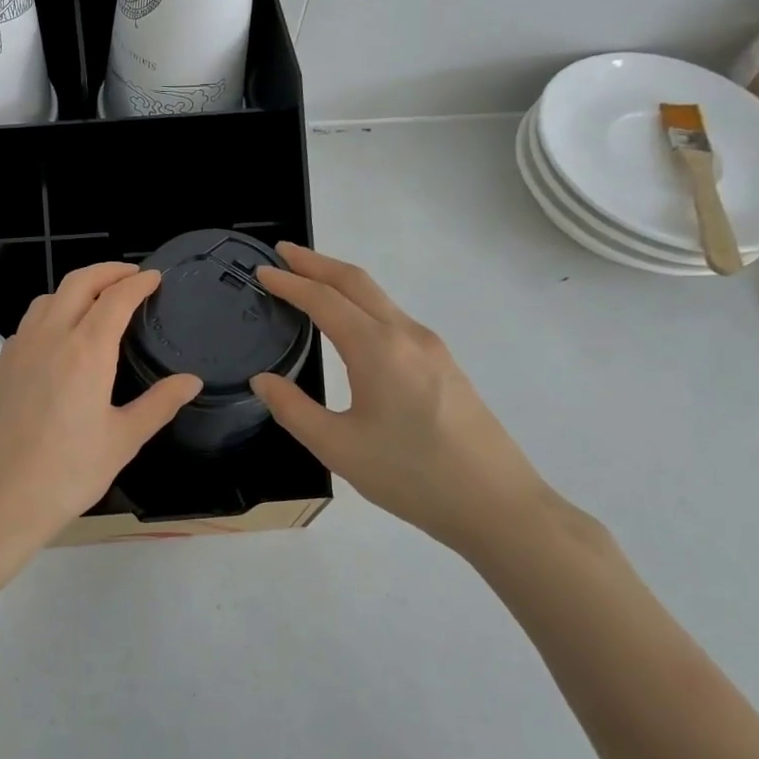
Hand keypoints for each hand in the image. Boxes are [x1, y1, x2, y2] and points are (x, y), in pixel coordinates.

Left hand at [0, 263, 201, 563]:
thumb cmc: (66, 474)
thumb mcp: (122, 441)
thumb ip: (158, 404)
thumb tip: (190, 380)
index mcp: (85, 351)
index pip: (115, 299)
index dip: (138, 283)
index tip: (155, 278)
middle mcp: (49, 337)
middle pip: (78, 283)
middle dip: (108, 271)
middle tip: (132, 275)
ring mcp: (18, 349)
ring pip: (49, 298)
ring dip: (77, 288)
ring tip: (98, 300)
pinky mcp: (0, 366)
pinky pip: (30, 322)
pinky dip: (53, 311)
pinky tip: (62, 337)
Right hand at [249, 243, 558, 556]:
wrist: (497, 505)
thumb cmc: (412, 476)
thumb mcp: (338, 448)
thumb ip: (293, 409)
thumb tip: (262, 380)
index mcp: (377, 348)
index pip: (324, 299)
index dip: (289, 282)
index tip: (261, 271)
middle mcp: (406, 335)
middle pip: (356, 281)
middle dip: (316, 262)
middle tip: (282, 253)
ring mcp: (431, 347)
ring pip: (378, 298)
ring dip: (340, 281)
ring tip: (308, 282)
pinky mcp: (444, 364)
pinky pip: (393, 317)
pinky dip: (361, 303)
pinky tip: (350, 323)